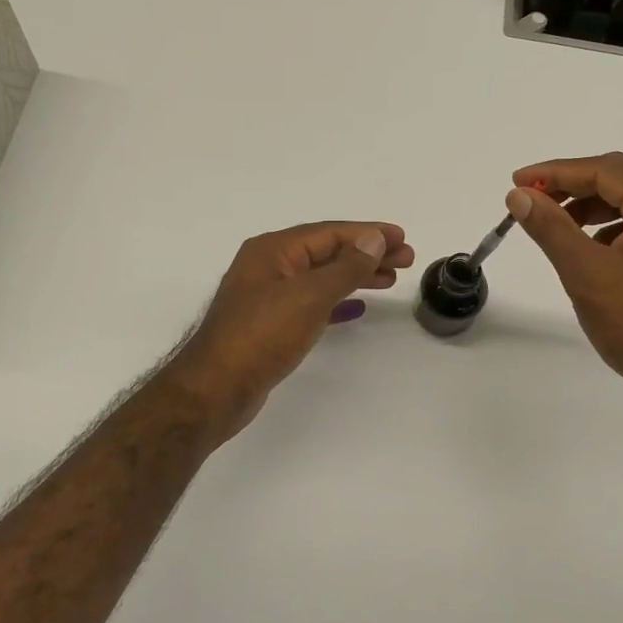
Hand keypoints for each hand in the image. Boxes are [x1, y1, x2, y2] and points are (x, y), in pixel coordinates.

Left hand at [165, 221, 414, 433]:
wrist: (217, 389)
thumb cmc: (262, 336)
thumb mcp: (310, 296)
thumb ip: (345, 267)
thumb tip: (373, 239)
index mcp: (273, 250)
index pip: (330, 233)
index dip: (369, 234)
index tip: (402, 238)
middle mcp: (269, 266)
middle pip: (327, 252)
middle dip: (366, 254)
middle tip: (405, 260)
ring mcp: (268, 296)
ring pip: (321, 277)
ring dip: (355, 276)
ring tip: (389, 280)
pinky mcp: (270, 324)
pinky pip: (312, 303)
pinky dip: (336, 301)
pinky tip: (357, 308)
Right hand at [506, 153, 622, 410]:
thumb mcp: (587, 274)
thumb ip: (551, 228)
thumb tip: (518, 195)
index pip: (606, 170)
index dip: (557, 172)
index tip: (518, 182)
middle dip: (574, 187)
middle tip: (534, 200)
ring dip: (593, 208)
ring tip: (558, 226)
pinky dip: (614, 229)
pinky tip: (593, 251)